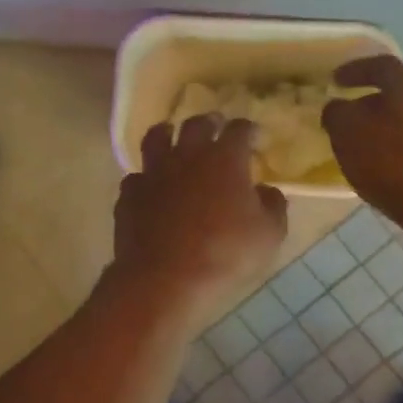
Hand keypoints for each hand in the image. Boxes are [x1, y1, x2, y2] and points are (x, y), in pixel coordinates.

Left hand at [108, 117, 287, 328]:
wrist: (166, 279)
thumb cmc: (225, 254)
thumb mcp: (268, 235)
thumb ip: (273, 206)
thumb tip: (267, 191)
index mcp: (224, 159)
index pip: (239, 130)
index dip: (248, 129)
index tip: (254, 136)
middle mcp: (186, 156)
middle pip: (196, 125)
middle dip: (209, 123)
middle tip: (215, 126)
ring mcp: (153, 173)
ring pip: (156, 139)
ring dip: (167, 134)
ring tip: (171, 135)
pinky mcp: (130, 195)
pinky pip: (136, 176)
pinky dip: (145, 177)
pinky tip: (150, 186)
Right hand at [321, 55, 402, 240]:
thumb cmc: (394, 165)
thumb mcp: (348, 135)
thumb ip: (337, 114)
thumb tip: (338, 107)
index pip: (381, 66)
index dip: (356, 70)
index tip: (336, 80)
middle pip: (400, 95)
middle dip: (372, 105)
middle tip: (350, 120)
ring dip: (389, 130)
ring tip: (367, 151)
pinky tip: (390, 173)